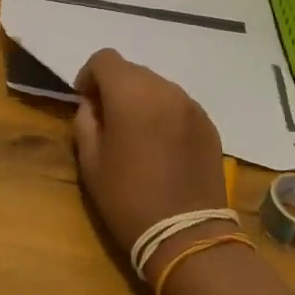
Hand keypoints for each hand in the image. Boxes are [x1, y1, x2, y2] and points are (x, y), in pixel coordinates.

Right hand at [71, 49, 230, 265]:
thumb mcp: (91, 164)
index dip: (89, 74)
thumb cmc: (128, 200)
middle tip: (108, 120)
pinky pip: (178, 105)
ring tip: (136, 134)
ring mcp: (190, 105)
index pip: (105, 59)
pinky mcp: (208, 123)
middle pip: (132, 70)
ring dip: (141, 99)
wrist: (187, 236)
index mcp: (131, 95)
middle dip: (115, 87)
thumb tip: (92, 105)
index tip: (85, 101)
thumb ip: (85, 123)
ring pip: (157, 86)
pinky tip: (161, 146)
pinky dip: (164, 114)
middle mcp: (164, 89)